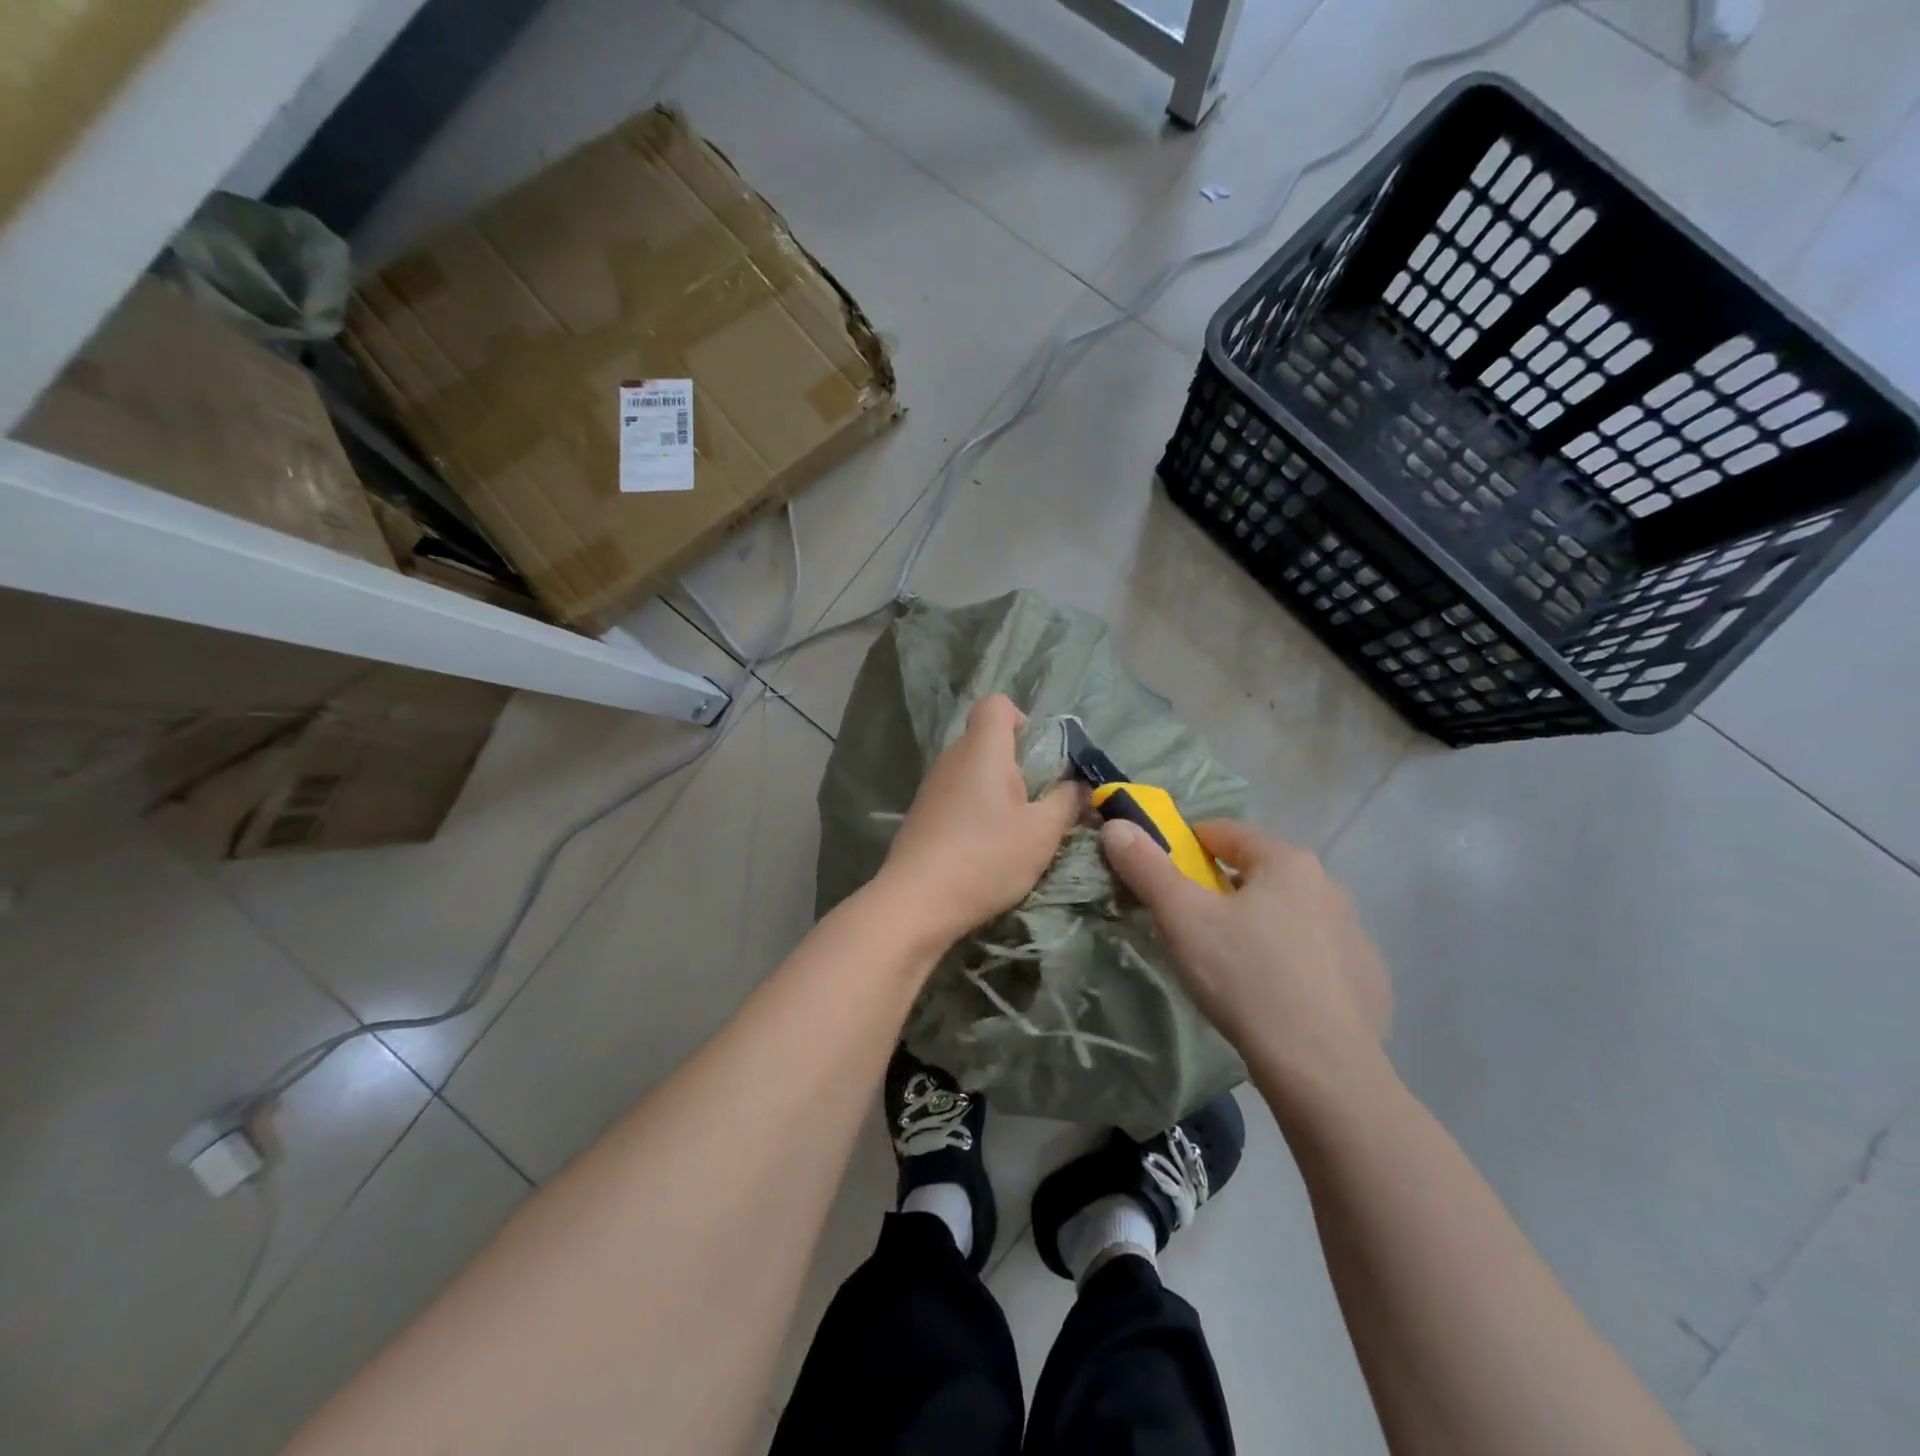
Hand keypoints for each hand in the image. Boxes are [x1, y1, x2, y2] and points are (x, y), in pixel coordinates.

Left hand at [877, 695, 1084, 944]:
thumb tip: (1080, 785)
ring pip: (971, 771)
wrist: (917, 902)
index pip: (996, 704)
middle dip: (1017, 763)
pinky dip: (975, 811)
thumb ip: (1067, 802)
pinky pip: (956, 796)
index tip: (1040, 757)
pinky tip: (986, 848)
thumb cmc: (987, 857)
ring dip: (996, 791)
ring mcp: (932, 787)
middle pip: (986, 740)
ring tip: (1016, 830)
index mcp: (982, 749)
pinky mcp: (921, 815)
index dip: (1022, 720)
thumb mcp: (1042, 833)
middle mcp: (952, 758)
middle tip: (1038, 802)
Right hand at [1101, 818, 1389, 1088]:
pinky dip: (1291, 962)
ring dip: (1257, 924)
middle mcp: (1327, 886)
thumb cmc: (1245, 977)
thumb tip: (1117, 826)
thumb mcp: (1181, 917)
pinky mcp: (1367, 979)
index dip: (1187, 846)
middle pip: (1257, 873)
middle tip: (1189, 925)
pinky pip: (1315, 955)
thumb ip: (1146, 867)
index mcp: (1286, 862)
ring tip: (1228, 964)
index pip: (1225, 832)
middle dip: (1220, 890)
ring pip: (1288, 913)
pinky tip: (1272, 996)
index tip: (1164, 876)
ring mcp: (1354, 934)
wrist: (1323, 1068)